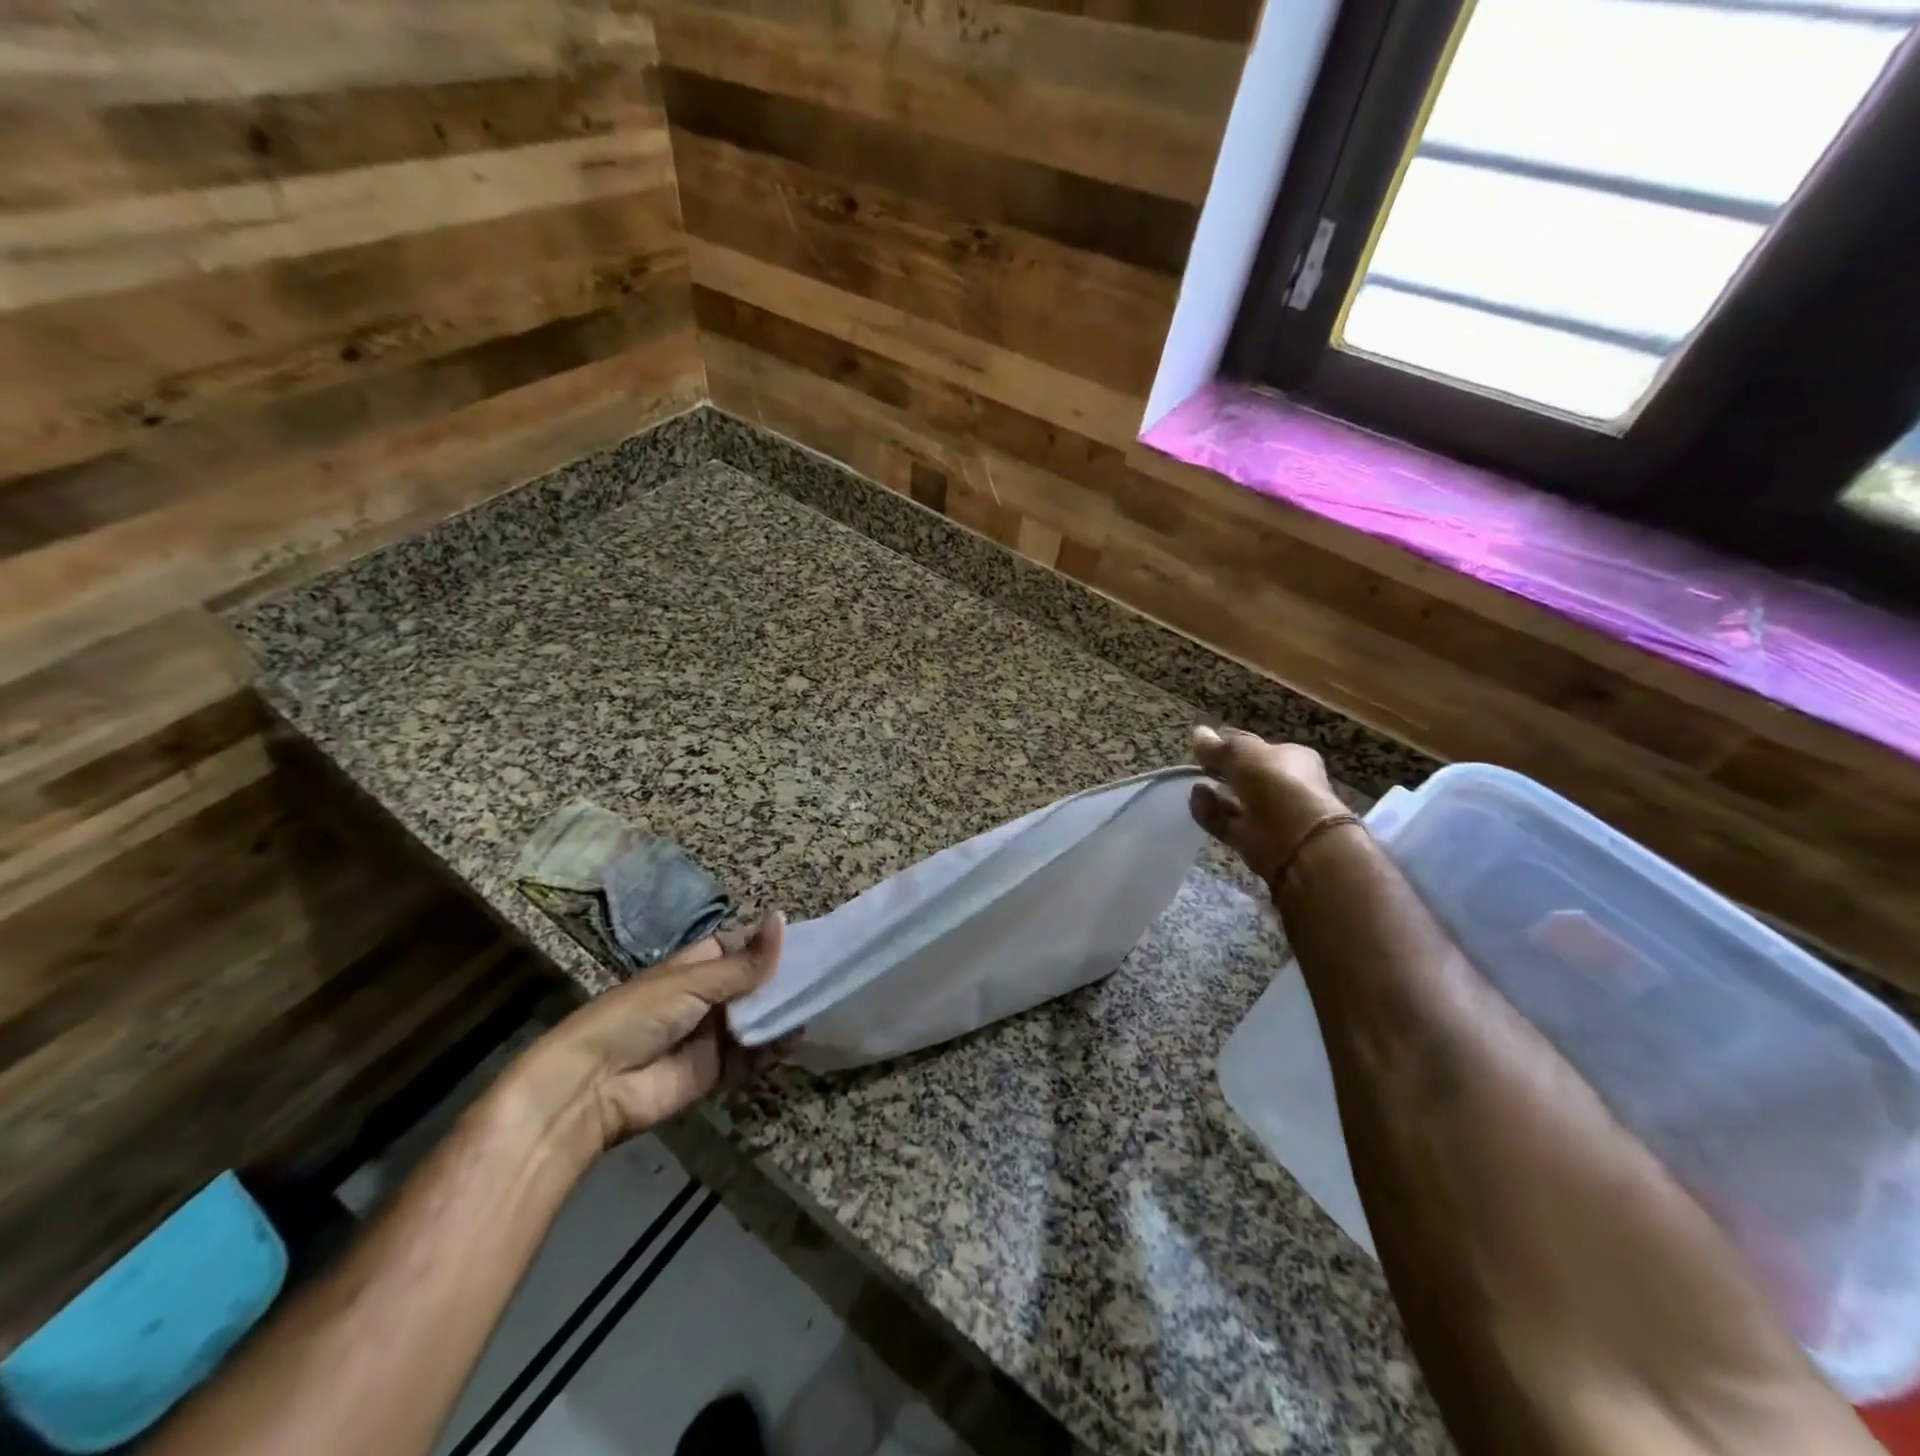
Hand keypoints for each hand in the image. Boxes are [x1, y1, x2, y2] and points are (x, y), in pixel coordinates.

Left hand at [509, 911, 789, 1158]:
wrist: (593, 1087)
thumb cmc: (638, 1016)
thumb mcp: (693, 982)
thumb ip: (744, 963)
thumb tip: (782, 919)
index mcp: (695, 967)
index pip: (739, 948)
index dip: (768, 945)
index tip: (808, 941)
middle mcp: (706, 998)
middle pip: (753, 985)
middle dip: (783, 982)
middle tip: (824, 974)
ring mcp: (712, 1036)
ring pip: (757, 1020)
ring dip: (782, 1014)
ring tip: (817, 1003)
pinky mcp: (715, 1072)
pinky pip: (752, 1058)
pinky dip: (773, 1049)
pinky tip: (795, 1038)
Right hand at [1188, 726, 1349, 889]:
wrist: (1298, 843)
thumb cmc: (1277, 784)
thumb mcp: (1244, 754)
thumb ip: (1218, 747)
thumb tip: (1198, 733)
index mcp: (1291, 758)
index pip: (1257, 748)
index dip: (1231, 744)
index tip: (1205, 744)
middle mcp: (1282, 785)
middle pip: (1245, 774)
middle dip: (1221, 769)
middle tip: (1197, 763)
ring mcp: (1267, 815)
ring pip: (1234, 800)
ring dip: (1214, 791)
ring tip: (1193, 782)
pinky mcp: (1251, 839)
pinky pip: (1224, 821)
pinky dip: (1209, 811)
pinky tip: (1195, 799)